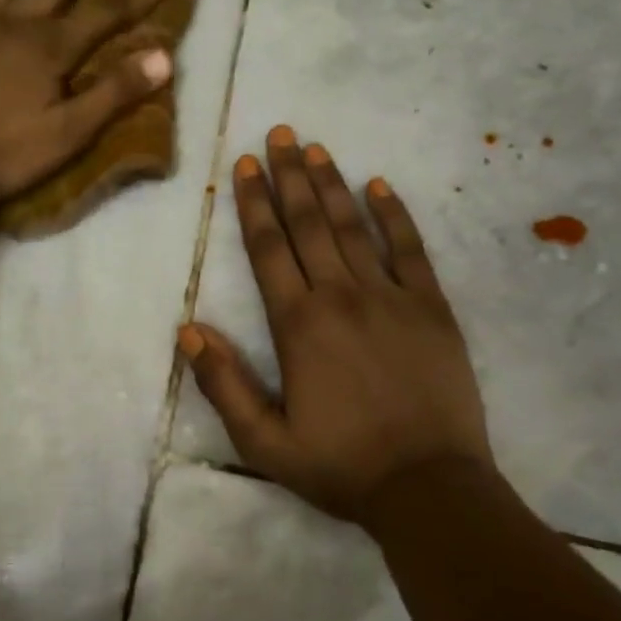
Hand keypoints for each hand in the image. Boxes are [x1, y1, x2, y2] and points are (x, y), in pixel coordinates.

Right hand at [179, 126, 495, 525]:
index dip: (254, 203)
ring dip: (331, 185)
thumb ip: (224, 384)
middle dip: (289, 177)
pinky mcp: (431, 308)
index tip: (245, 164)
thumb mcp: (263, 442)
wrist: (429, 487)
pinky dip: (395, 215)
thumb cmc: (340, 466)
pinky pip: (410, 250)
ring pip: (354, 227)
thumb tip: (189, 330)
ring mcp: (391, 298)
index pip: (268, 249)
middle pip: (309, 224)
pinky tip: (380, 186)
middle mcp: (341, 296)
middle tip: (280, 133)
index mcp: (298, 324)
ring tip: (315, 149)